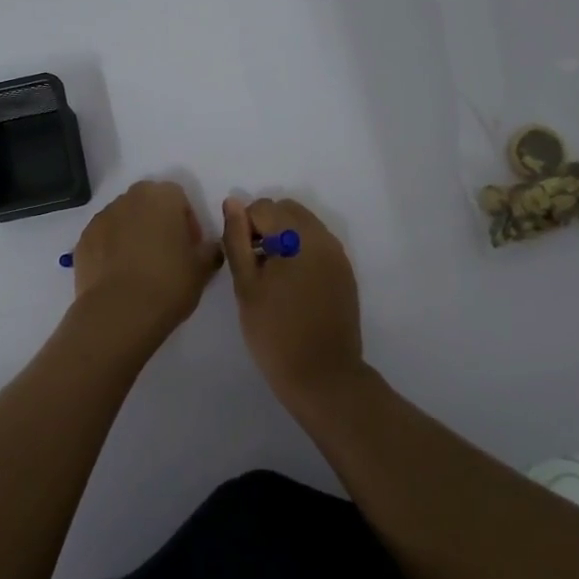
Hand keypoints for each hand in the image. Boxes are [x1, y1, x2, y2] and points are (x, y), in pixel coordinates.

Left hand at [70, 180, 223, 332]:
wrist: (119, 313)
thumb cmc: (168, 283)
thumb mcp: (202, 269)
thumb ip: (210, 250)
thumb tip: (210, 247)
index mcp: (161, 197)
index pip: (179, 198)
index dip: (187, 222)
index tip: (190, 248)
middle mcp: (129, 199)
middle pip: (148, 204)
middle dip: (158, 223)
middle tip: (168, 255)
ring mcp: (101, 218)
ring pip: (124, 220)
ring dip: (134, 235)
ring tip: (141, 269)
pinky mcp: (82, 241)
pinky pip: (104, 239)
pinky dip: (112, 250)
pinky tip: (120, 277)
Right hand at [221, 196, 366, 402]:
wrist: (322, 375)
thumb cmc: (274, 332)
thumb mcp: (246, 285)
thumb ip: (237, 239)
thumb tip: (232, 202)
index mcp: (297, 236)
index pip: (263, 207)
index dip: (244, 227)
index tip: (241, 259)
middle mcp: (322, 237)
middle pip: (286, 211)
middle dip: (266, 227)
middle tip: (253, 265)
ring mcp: (338, 255)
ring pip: (304, 226)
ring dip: (284, 239)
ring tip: (271, 277)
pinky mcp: (345, 272)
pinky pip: (318, 246)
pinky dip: (301, 253)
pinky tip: (291, 286)